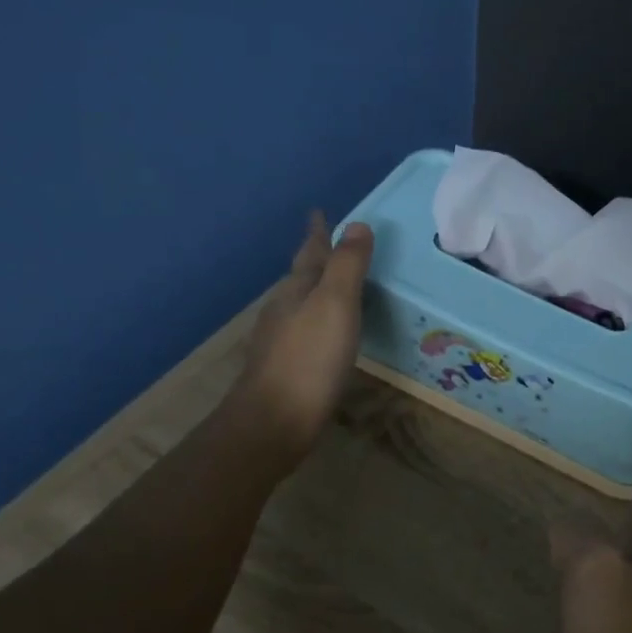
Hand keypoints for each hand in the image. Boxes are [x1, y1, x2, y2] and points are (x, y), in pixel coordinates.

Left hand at [227, 212, 373, 471]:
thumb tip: (357, 224)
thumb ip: (348, 266)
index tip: (317, 211)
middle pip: (302, 276)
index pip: (310, 252)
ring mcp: (281, 341)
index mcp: (297, 291)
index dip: (317, 232)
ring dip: (317, 290)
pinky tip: (326, 335)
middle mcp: (284, 310)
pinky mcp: (286, 368)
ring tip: (334, 286)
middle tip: (331, 244)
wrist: (274, 421)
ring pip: (301, 304)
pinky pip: (306, 331)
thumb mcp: (336, 305)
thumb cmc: (310, 359)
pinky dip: (319, 321)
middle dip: (316, 259)